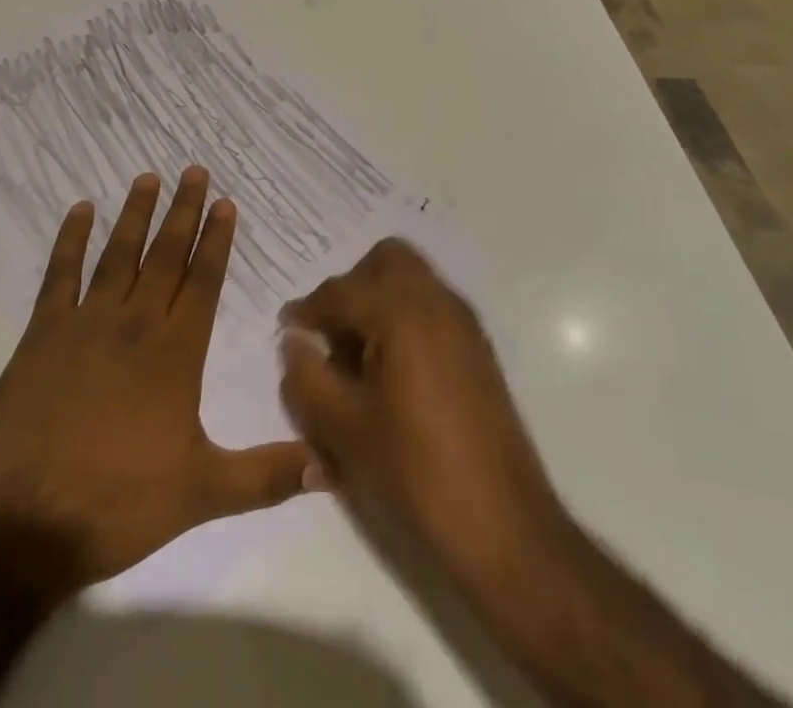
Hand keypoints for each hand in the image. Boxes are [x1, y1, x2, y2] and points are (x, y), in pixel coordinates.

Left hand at [0, 167, 312, 592]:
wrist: (25, 520)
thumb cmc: (118, 503)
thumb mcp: (203, 494)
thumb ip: (266, 476)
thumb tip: (327, 466)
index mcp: (176, 353)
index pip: (203, 281)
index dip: (216, 240)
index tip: (224, 202)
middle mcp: (135, 324)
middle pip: (165, 255)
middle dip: (183, 211)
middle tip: (193, 170)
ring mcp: (86, 323)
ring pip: (118, 254)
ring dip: (135, 214)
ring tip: (147, 177)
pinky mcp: (43, 333)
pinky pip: (60, 274)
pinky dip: (70, 239)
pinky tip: (80, 210)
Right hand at [278, 238, 565, 592]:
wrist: (505, 532)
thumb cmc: (415, 474)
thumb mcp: (343, 429)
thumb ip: (305, 376)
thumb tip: (295, 342)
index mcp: (402, 312)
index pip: (340, 290)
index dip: (307, 309)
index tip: (287, 331)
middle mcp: (437, 303)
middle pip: (386, 260)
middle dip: (352, 287)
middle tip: (330, 333)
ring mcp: (464, 325)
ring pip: (412, 281)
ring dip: (378, 301)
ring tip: (356, 357)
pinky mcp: (478, 351)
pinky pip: (431, 308)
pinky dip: (404, 319)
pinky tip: (388, 373)